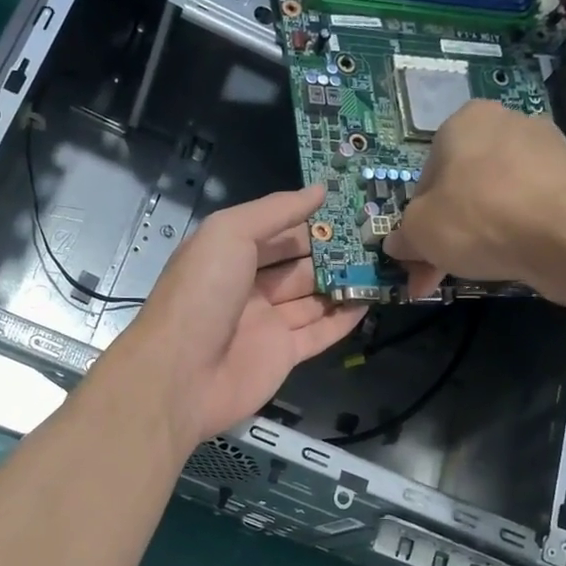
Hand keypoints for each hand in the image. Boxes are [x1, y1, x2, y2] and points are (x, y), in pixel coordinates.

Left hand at [95, 186, 365, 448]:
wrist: (180, 375)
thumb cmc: (201, 295)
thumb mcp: (229, 234)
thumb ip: (274, 211)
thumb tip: (318, 190)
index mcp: (228, 255)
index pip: (275, 232)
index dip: (309, 219)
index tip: (351, 204)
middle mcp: (247, 287)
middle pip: (297, 265)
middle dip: (333, 251)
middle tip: (378, 234)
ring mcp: (265, 324)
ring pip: (312, 298)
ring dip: (344, 282)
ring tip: (386, 262)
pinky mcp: (282, 356)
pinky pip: (319, 333)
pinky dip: (344, 319)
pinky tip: (371, 300)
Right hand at [384, 100, 565, 302]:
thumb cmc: (479, 219)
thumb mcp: (418, 232)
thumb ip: (402, 236)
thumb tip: (398, 244)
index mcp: (463, 122)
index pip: (425, 178)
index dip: (416, 222)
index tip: (417, 256)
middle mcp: (506, 124)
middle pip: (461, 190)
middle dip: (446, 235)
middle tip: (436, 275)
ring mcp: (547, 150)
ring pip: (494, 202)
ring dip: (477, 238)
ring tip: (474, 274)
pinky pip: (528, 210)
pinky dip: (514, 235)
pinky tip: (511, 261)